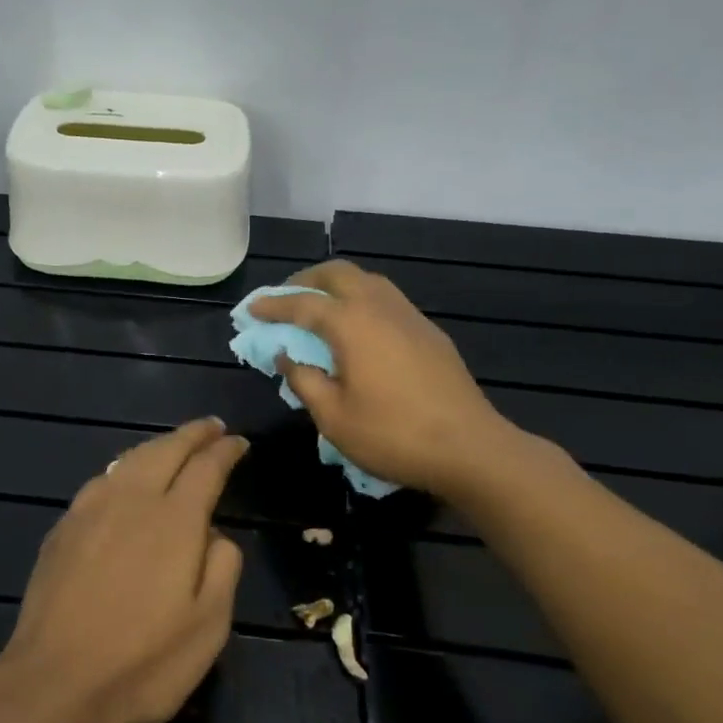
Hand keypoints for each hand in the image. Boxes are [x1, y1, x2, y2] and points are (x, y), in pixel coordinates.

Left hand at [0, 418, 247, 722]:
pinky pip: (102, 480)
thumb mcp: (209, 626)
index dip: (225, 451)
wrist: (54, 682)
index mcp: (175, 520)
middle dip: (193, 434)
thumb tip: (214, 534)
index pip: (206, 467)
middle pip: (166, 449)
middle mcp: (132, 500)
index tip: (239, 442)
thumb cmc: (143, 662)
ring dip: (157, 445)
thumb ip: (223, 567)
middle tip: (212, 427)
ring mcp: (91, 510)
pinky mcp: (63, 527)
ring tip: (173, 445)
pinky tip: (124, 478)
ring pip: (130, 458)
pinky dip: (125, 467)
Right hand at [250, 261, 531, 499]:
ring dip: (336, 286)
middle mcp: (380, 307)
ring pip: (367, 281)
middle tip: (285, 300)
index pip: (302, 304)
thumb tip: (286, 356)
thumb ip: (304, 380)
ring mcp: (409, 316)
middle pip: (337, 274)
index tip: (251, 310)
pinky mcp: (429, 332)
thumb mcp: (333, 417)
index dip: (273, 305)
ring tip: (319, 309)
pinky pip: (387, 299)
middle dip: (306, 281)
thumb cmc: (393, 435)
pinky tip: (358, 329)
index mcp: (351, 323)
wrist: (470, 448)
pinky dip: (361, 301)